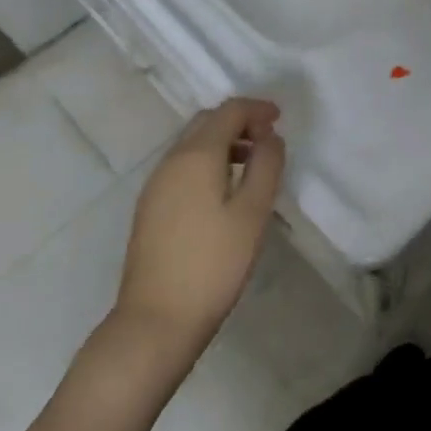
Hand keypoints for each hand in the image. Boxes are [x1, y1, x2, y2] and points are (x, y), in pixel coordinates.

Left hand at [108, 98, 285, 360]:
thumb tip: (269, 137)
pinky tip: (224, 189)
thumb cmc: (213, 264)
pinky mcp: (150, 208)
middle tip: (268, 139)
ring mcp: (155, 186)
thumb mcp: (253, 212)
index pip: (228, 111)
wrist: (156, 322)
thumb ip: (267, 165)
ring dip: (223, 142)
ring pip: (192, 144)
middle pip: (206, 122)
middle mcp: (171, 161)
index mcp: (196, 155)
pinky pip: (182, 166)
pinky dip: (207, 161)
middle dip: (239, 121)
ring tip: (252, 164)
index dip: (257, 109)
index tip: (280, 119)